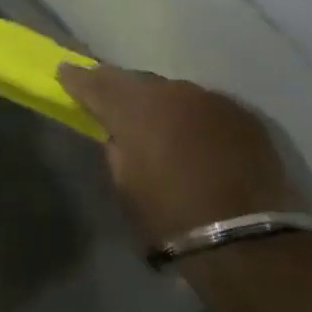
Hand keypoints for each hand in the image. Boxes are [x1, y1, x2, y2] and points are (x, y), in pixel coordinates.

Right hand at [58, 67, 298, 242]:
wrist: (247, 238)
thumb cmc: (172, 216)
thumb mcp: (126, 183)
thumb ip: (116, 147)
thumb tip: (119, 133)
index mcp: (135, 108)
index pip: (97, 83)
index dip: (77, 79)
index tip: (64, 73)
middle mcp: (171, 92)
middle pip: (136, 81)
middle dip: (119, 87)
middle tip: (106, 95)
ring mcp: (210, 98)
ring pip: (173, 91)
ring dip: (160, 102)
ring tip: (155, 119)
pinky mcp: (242, 113)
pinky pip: (205, 106)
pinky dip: (192, 115)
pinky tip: (193, 133)